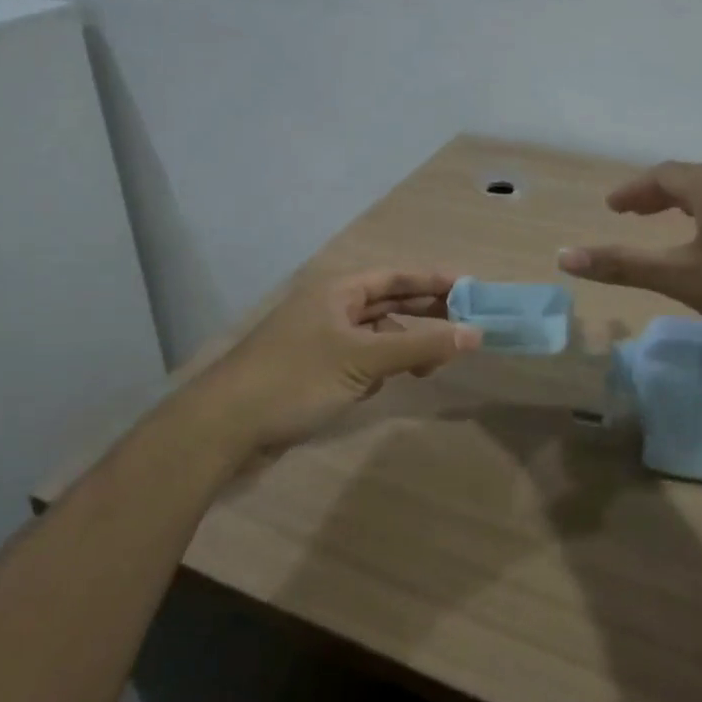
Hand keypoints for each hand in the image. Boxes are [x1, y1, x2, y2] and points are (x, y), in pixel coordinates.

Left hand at [198, 269, 482, 451]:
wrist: (225, 425)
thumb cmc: (297, 378)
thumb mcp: (364, 360)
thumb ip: (421, 347)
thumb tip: (476, 334)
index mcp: (338, 291)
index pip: (396, 277)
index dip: (433, 281)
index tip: (470, 289)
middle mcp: (330, 307)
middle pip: (387, 303)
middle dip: (424, 314)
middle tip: (466, 325)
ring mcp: (319, 339)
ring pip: (374, 335)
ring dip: (402, 348)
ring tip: (430, 367)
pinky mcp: (313, 370)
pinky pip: (358, 360)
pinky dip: (377, 369)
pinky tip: (383, 386)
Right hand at [557, 162, 701, 340]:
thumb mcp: (684, 278)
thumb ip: (625, 266)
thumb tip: (564, 257)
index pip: (660, 176)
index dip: (632, 191)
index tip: (612, 207)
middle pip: (690, 178)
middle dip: (658, 194)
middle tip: (636, 213)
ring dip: (689, 203)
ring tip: (676, 224)